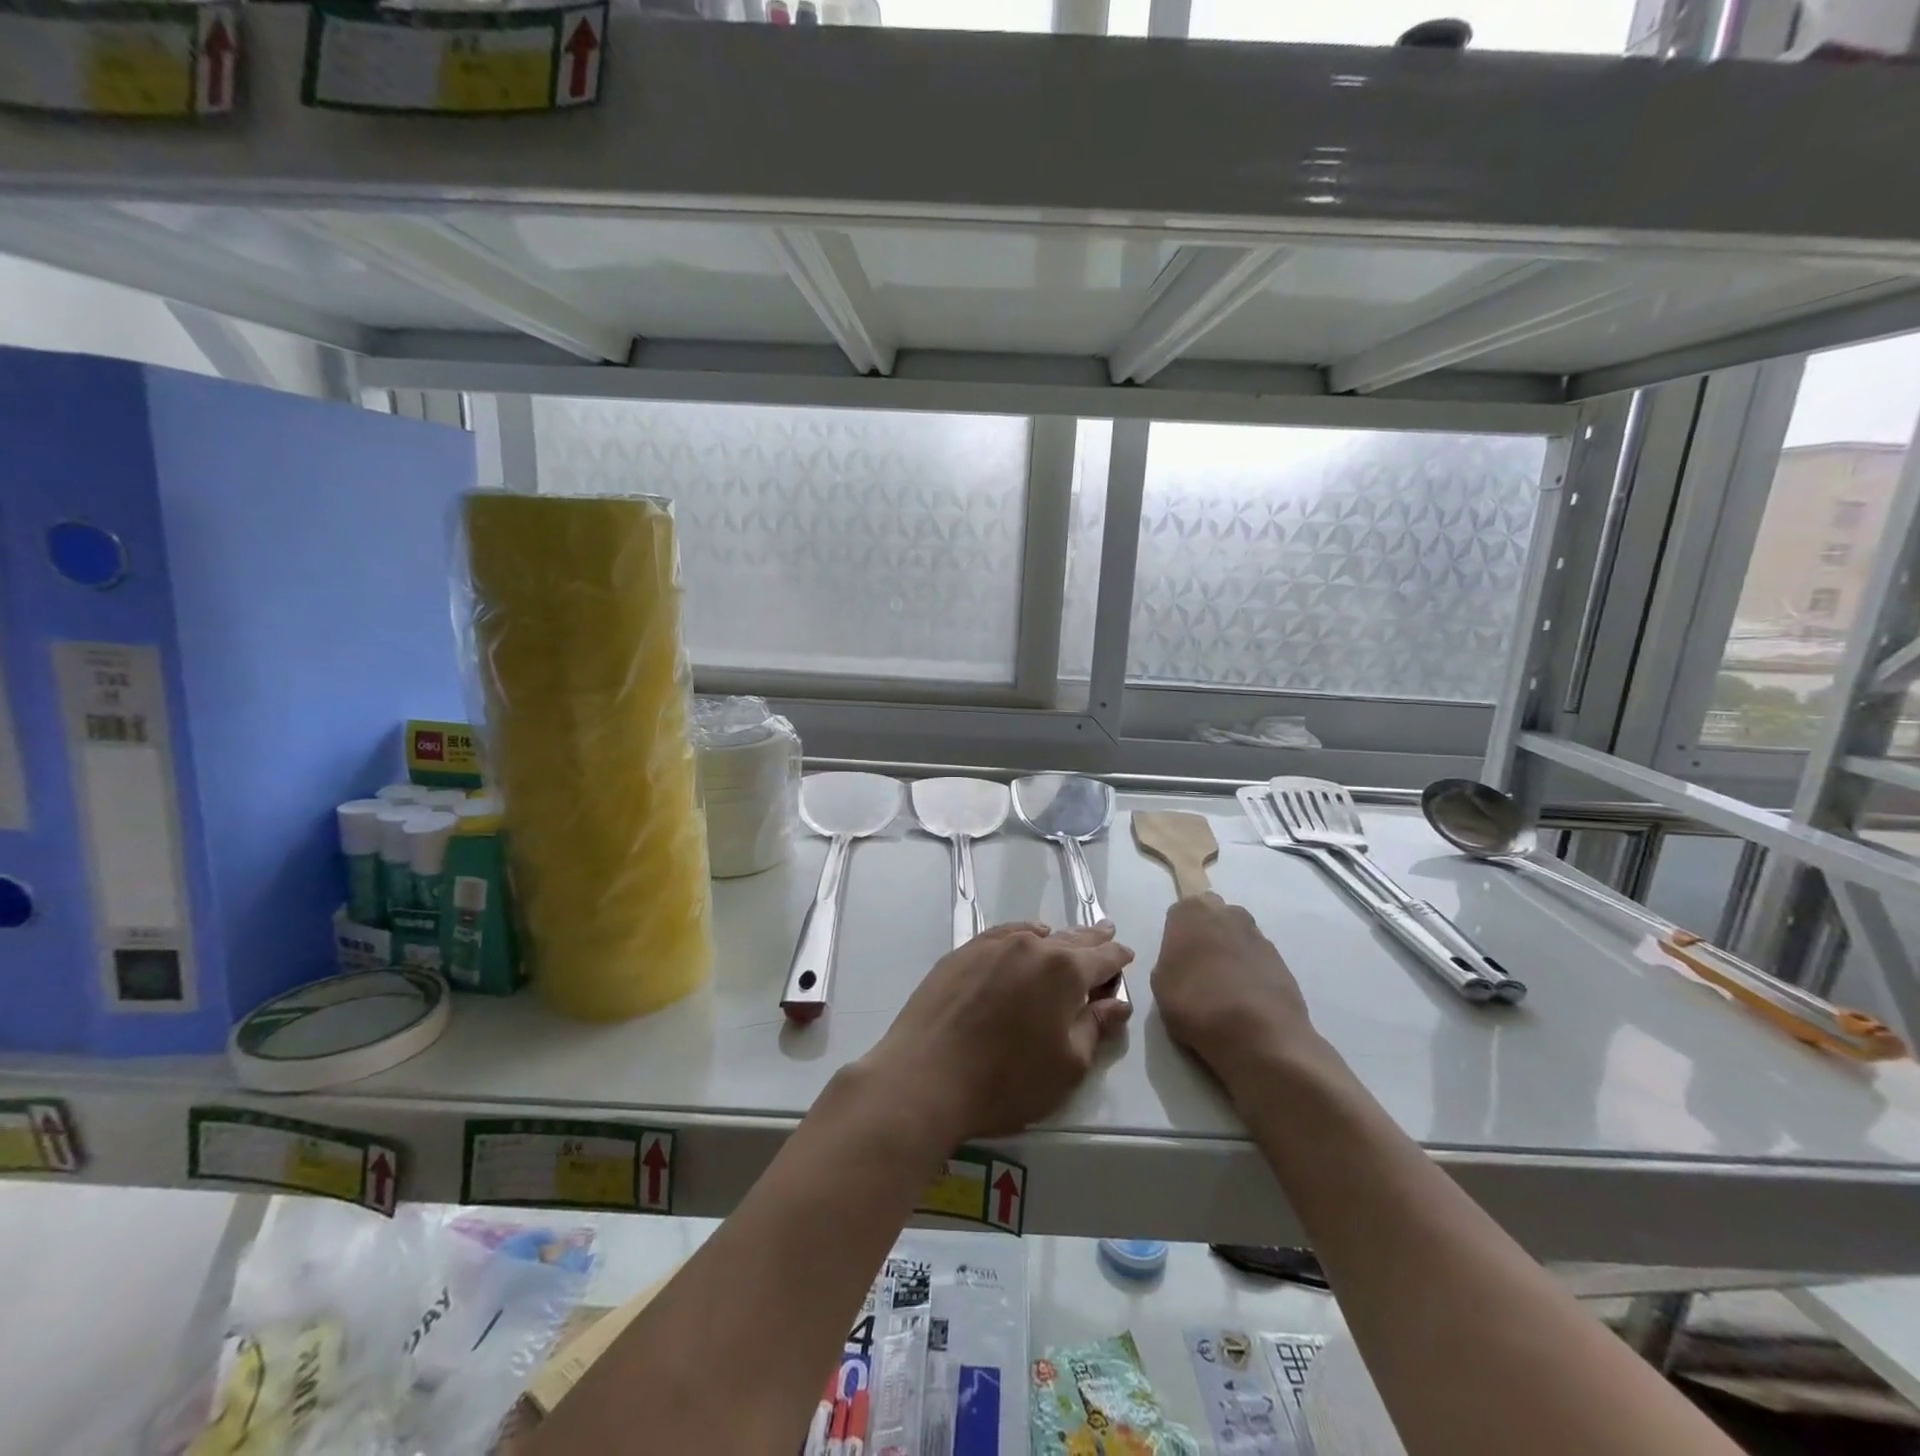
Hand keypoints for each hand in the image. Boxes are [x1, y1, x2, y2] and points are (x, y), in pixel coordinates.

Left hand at [864, 923, 1134, 1145]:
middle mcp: (1030, 946)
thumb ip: (1095, 1028)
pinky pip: (1003, 935)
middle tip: (1107, 932)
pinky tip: (1025, 936)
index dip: (1117, 958)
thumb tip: (1116, 1002)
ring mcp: (992, 946)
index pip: (1102, 958)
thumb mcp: (1067, 1066)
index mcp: (1063, 971)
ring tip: (1069, 938)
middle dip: (1092, 940)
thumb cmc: (1005, 1081)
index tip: (1126, 955)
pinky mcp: (962, 953)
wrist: (924, 1076)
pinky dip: (1021, 935)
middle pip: (1070, 939)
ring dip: (1056, 939)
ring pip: (1035, 936)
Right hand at [1152, 894, 1314, 1090]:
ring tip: (1224, 992)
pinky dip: (1251, 975)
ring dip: (1231, 955)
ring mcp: (1259, 936)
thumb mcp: (1160, 983)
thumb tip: (1184, 961)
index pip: (1181, 912)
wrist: (1260, 1035)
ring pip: (1237, 939)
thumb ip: (1171, 960)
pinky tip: (1245, 1003)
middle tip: (1199, 972)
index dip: (1178, 937)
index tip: (1177, 961)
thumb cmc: (1197, 1003)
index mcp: (1193, 911)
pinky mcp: (1282, 962)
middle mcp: (1228, 914)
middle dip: (1207, 937)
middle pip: (1213, 918)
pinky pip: (1257, 961)